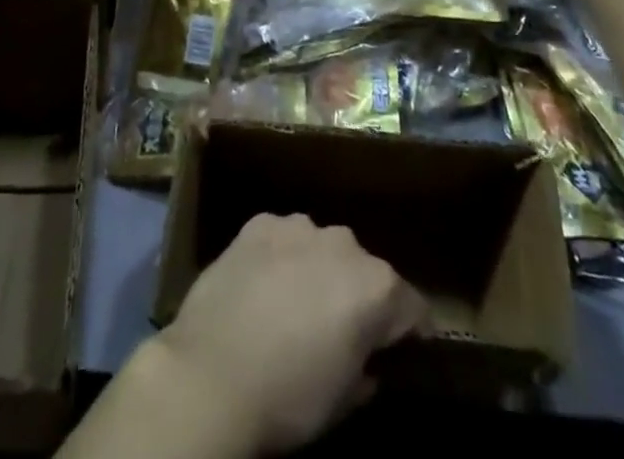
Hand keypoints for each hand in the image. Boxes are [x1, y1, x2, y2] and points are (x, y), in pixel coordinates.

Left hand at [151, 214, 429, 454]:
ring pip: (321, 247)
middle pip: (364, 269)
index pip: (412, 306)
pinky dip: (280, 256)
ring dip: (317, 270)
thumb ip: (365, 368)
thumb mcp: (343, 400)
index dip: (409, 330)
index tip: (400, 348)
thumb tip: (366, 360)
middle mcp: (344, 243)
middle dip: (356, 295)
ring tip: (294, 304)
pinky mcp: (259, 222)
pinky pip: (282, 238)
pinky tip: (263, 284)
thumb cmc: (288, 397)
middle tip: (337, 329)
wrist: (211, 375)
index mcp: (376, 286)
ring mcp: (299, 226)